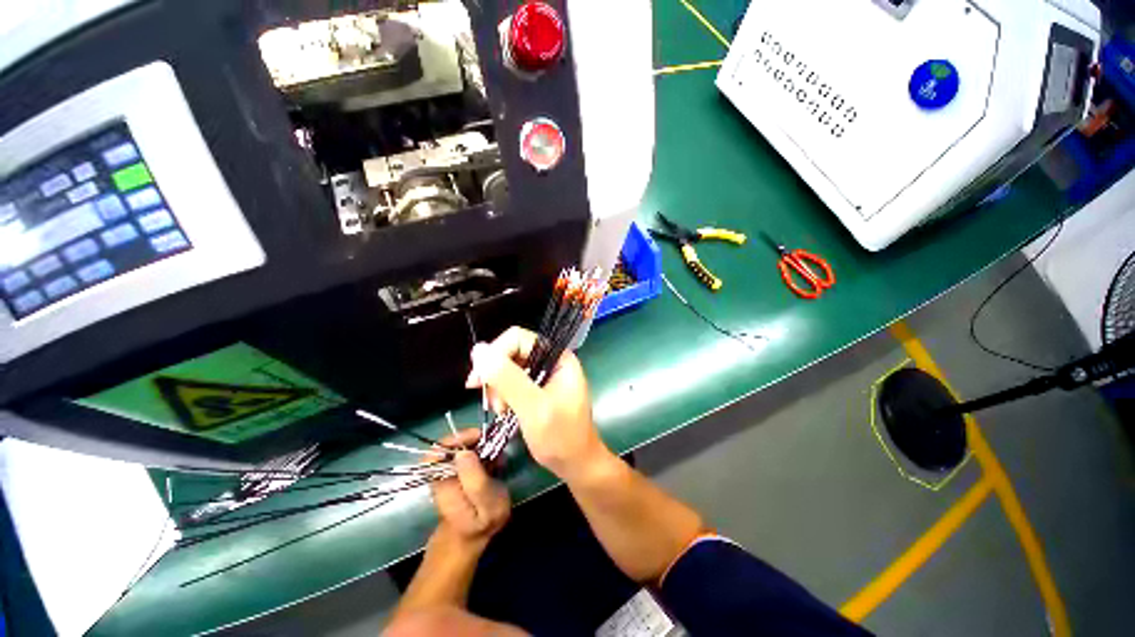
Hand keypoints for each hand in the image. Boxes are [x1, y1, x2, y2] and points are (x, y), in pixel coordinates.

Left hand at [429, 429, 509, 548]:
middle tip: (494, 445)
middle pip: (450, 445)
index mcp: (442, 483)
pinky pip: (467, 453)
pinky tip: (496, 461)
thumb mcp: (486, 507)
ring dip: (480, 446)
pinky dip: (482, 452)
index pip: (438, 451)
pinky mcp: (457, 471)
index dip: (457, 438)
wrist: (471, 538)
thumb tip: (464, 451)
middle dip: (473, 440)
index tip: (479, 436)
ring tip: (498, 456)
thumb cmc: (481, 524)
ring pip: (460, 447)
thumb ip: (475, 480)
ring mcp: (448, 471)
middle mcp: (440, 473)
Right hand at [466, 326, 613, 482]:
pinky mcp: (538, 389)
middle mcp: (551, 361)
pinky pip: (513, 382)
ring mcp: (545, 375)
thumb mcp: (533, 408)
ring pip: (509, 368)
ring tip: (500, 410)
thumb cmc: (561, 437)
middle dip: (496, 375)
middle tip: (491, 402)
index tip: (477, 381)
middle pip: (512, 352)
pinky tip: (504, 411)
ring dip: (498, 387)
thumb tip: (478, 350)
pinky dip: (503, 395)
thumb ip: (508, 378)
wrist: (576, 465)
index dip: (495, 354)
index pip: (519, 339)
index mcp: (558, 357)